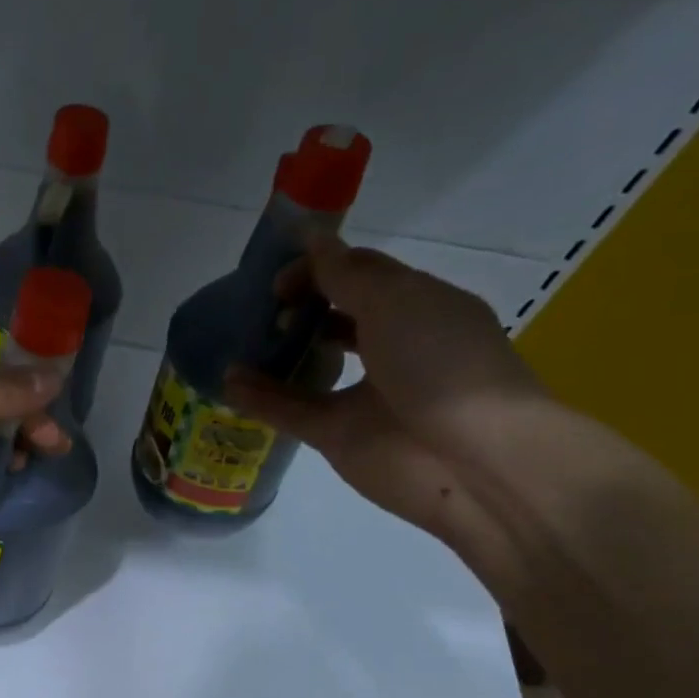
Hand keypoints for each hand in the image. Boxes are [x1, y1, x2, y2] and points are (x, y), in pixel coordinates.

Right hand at [224, 237, 552, 542]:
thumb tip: (309, 238)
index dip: (321, 267)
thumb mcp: (396, 302)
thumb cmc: (442, 364)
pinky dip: (260, 398)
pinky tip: (228, 383)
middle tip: (260, 308)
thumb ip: (345, 275)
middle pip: (336, 319)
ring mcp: (363, 395)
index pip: (363, 275)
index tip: (279, 275)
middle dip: (300, 307)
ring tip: (239, 340)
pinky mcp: (338, 436)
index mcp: (418, 307)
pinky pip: (291, 411)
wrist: (470, 459)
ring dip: (277, 353)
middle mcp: (392, 348)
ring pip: (311, 368)